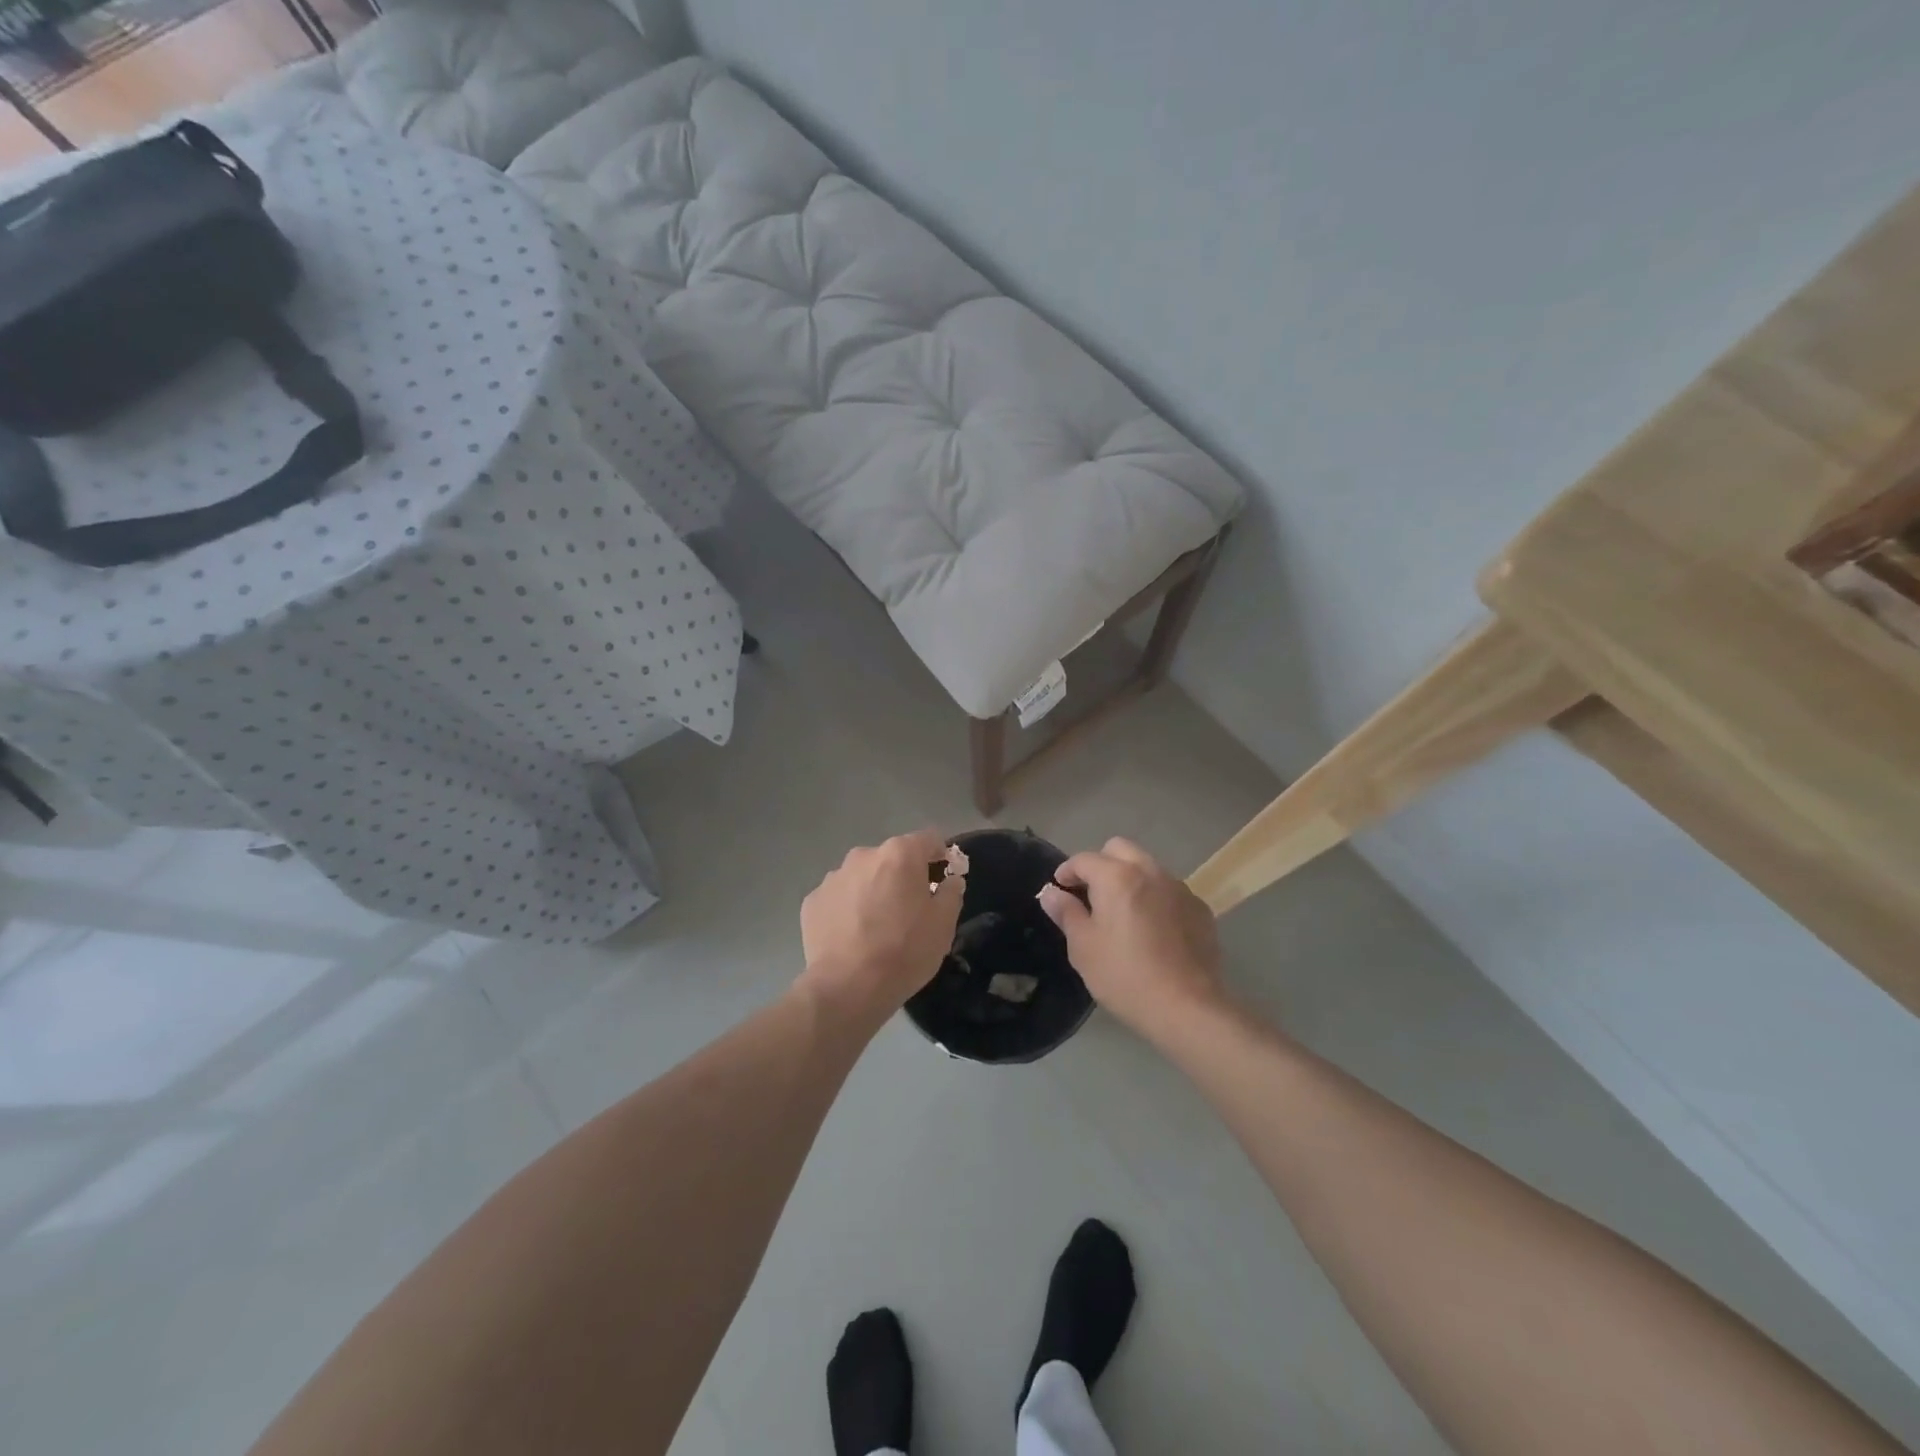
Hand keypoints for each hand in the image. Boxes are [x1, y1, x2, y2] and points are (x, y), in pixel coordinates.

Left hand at [800, 830, 962, 1022]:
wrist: (847, 987)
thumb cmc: (904, 951)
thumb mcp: (943, 924)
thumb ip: (951, 893)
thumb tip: (950, 880)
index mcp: (899, 854)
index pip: (929, 839)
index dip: (940, 856)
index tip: (942, 880)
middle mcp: (864, 855)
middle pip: (892, 858)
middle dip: (903, 876)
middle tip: (910, 910)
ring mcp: (833, 877)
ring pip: (863, 877)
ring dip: (873, 891)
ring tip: (877, 927)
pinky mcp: (812, 901)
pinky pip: (839, 897)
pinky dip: (848, 909)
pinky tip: (852, 936)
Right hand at [1038, 837, 1225, 1033]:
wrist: (1187, 1007)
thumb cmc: (1125, 976)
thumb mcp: (1083, 947)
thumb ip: (1066, 913)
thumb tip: (1051, 893)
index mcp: (1117, 877)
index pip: (1084, 859)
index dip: (1067, 871)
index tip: (1060, 889)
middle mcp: (1150, 872)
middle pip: (1120, 849)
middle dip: (1101, 864)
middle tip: (1091, 894)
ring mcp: (1179, 888)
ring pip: (1148, 867)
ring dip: (1130, 878)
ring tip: (1123, 912)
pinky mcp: (1200, 908)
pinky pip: (1170, 891)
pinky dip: (1155, 898)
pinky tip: (1153, 930)